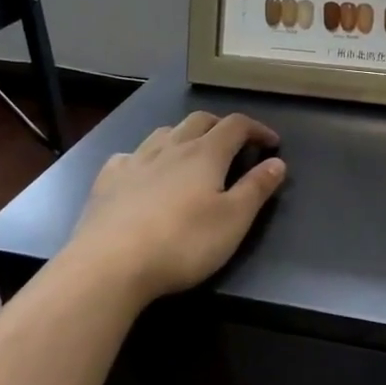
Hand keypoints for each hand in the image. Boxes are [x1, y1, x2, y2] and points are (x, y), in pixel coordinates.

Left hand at [65, 112, 286, 307]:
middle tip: (234, 144)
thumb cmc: (182, 243)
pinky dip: (146, 157)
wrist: (110, 264)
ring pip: (164, 132)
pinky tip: (144, 173)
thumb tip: (277, 162)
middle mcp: (171, 147)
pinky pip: (130, 155)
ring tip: (192, 153)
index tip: (272, 144)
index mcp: (206, 154)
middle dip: (221, 126)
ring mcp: (135, 160)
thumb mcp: (233, 220)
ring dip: (184, 135)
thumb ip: (257, 188)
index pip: (236, 125)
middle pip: (199, 120)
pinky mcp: (108, 180)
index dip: (257, 129)